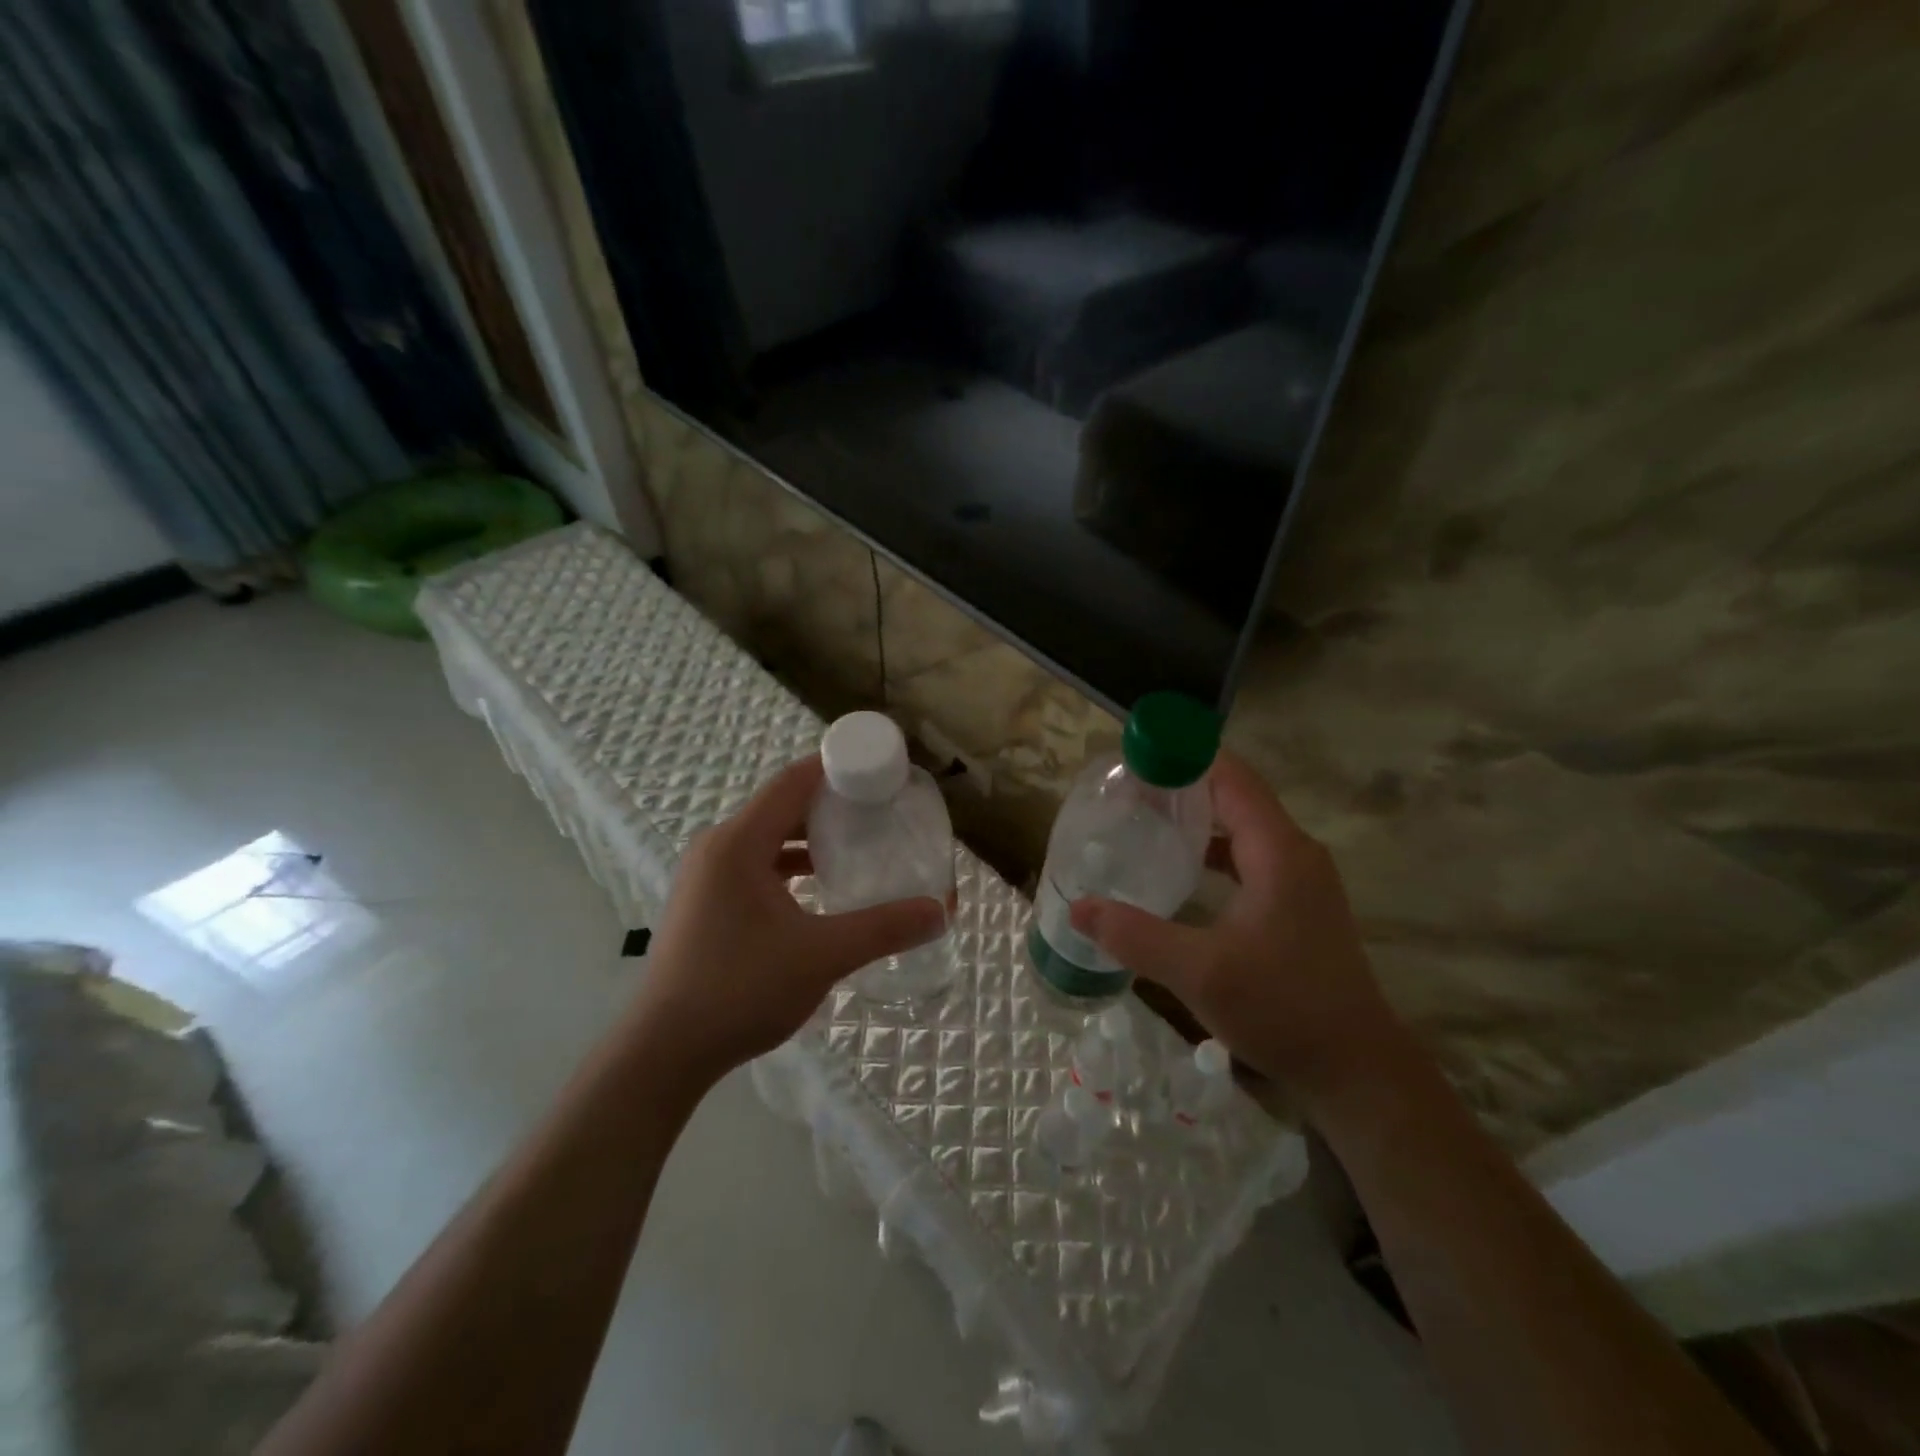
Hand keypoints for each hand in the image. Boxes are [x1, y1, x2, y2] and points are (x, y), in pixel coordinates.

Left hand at [626, 755, 945, 1086]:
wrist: (664, 1051)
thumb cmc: (741, 990)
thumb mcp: (822, 955)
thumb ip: (884, 928)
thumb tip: (941, 911)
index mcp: (738, 842)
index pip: (794, 781)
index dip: (839, 768)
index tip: (882, 772)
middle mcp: (717, 846)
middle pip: (782, 804)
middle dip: (832, 804)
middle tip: (881, 811)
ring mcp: (706, 875)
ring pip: (768, 836)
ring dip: (810, 836)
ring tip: (857, 845)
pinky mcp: (705, 901)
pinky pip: (755, 863)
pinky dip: (789, 864)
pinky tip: (819, 887)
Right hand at [1069, 750, 1408, 1110]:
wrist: (1356, 1070)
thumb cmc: (1282, 1008)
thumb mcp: (1198, 971)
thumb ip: (1134, 935)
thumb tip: (1078, 908)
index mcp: (1278, 851)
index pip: (1230, 777)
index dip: (1185, 757)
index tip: (1136, 757)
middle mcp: (1295, 853)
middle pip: (1235, 796)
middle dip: (1183, 786)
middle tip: (1128, 791)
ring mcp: (1301, 880)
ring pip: (1243, 829)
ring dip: (1198, 820)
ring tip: (1145, 822)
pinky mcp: (1298, 905)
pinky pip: (1250, 858)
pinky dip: (1214, 852)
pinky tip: (1180, 871)